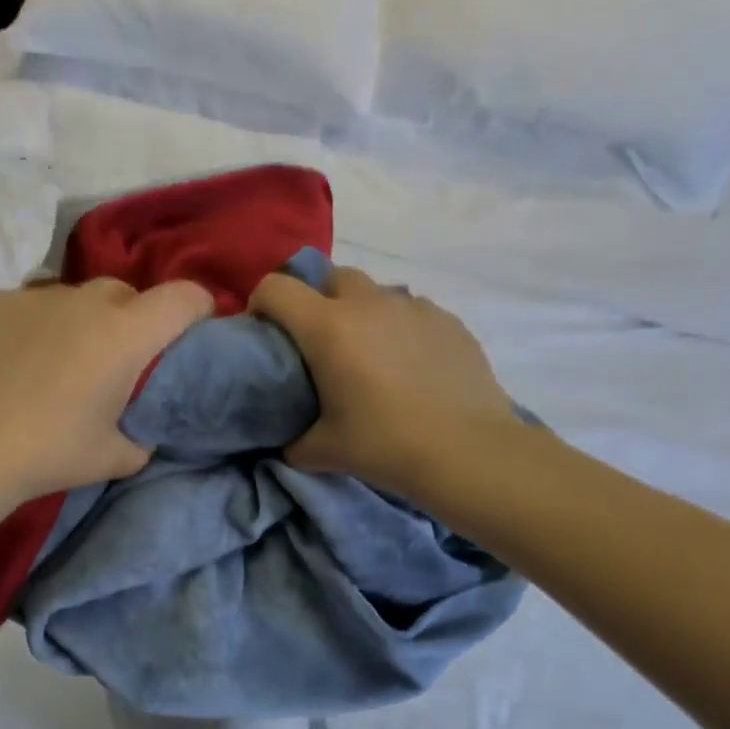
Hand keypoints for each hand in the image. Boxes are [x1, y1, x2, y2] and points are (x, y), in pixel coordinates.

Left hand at [0, 277, 213, 502]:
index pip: (183, 297)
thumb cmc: (50, 453)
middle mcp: (84, 301)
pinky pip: (23, 306)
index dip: (197, 309)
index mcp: (125, 334)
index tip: (190, 330)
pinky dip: (28, 327)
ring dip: (77, 321)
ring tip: (56, 359)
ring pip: (71, 297)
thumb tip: (142, 426)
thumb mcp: (117, 457)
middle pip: (124, 293)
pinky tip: (9, 361)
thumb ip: (144, 434)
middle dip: (130, 318)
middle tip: (114, 358)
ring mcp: (31, 296)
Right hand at [251, 265, 517, 498]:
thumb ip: (294, 441)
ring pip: (375, 293)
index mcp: (327, 327)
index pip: (277, 288)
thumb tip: (288, 443)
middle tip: (320, 342)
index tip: (265, 329)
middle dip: (317, 299)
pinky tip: (410, 365)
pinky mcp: (448, 320)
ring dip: (362, 313)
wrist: (468, 451)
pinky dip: (400, 328)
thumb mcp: (324, 450)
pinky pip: (412, 312)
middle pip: (331, 277)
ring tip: (370, 354)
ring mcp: (413, 307)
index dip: (261, 302)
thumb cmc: (385, 445)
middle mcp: (368, 304)